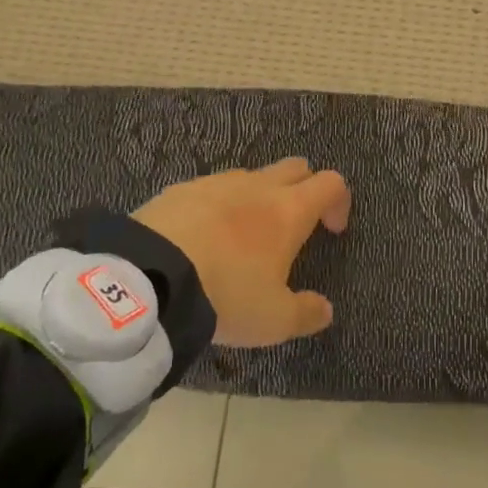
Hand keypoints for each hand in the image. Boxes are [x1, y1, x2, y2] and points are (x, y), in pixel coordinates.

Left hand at [132, 159, 349, 346]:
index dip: (339, 202)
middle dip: (303, 189)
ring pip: (252, 176)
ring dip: (259, 197)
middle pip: (295, 167)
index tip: (332, 231)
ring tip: (243, 237)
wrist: (148, 278)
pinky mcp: (181, 189)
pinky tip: (201, 238)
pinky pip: (212, 189)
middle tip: (293, 228)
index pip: (331, 183)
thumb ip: (306, 313)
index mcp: (289, 210)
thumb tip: (326, 310)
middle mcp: (258, 186)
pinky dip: (218, 206)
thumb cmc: (225, 294)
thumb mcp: (272, 320)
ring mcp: (218, 182)